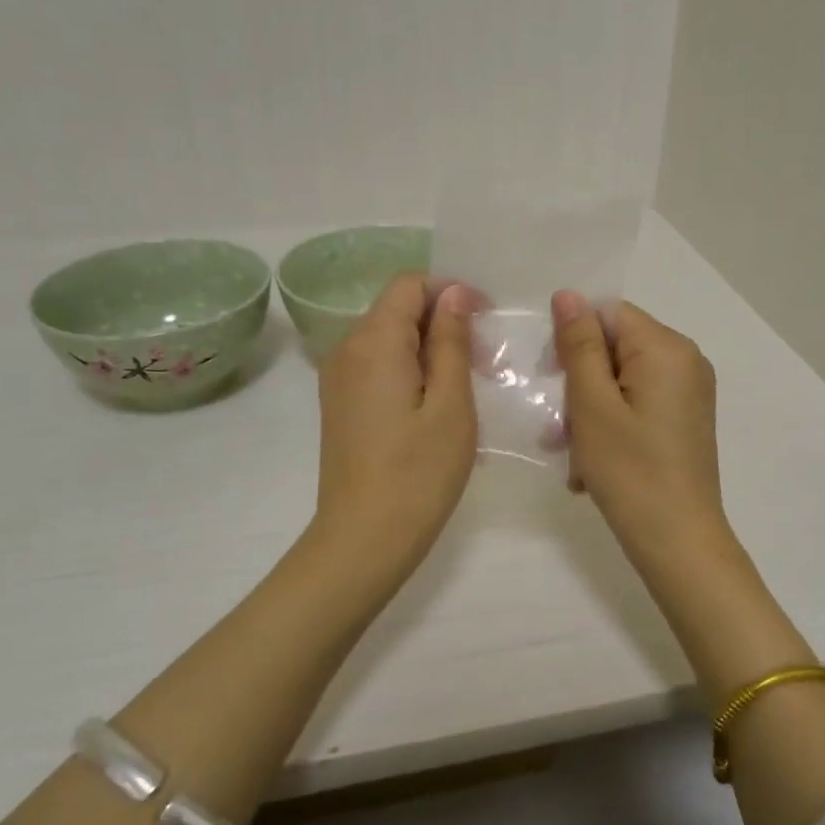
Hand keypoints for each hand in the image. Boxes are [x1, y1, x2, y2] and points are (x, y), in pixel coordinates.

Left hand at [315, 275, 478, 562]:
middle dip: (443, 321)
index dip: (450, 291)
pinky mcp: (340, 403)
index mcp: (373, 341)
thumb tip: (454, 294)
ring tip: (466, 386)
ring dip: (429, 348)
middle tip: (484, 361)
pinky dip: (410, 369)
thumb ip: (451, 341)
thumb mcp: (451, 404)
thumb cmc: (418, 473)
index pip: (410, 284)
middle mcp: (347, 349)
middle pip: (398, 309)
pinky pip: (378, 365)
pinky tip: (436, 405)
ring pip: (389, 338)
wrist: (363, 539)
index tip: (485, 320)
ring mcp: (338, 378)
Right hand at [550, 291, 730, 568]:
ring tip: (574, 457)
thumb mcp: (592, 405)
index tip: (551, 381)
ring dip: (589, 412)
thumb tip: (568, 295)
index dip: (573, 341)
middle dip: (580, 384)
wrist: (680, 544)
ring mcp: (689, 391)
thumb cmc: (630, 472)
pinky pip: (637, 403)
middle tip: (558, 429)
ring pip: (621, 380)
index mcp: (667, 348)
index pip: (608, 314)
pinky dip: (611, 426)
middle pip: (615, 347)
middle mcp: (686, 360)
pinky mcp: (685, 418)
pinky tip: (594, 465)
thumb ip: (579, 345)